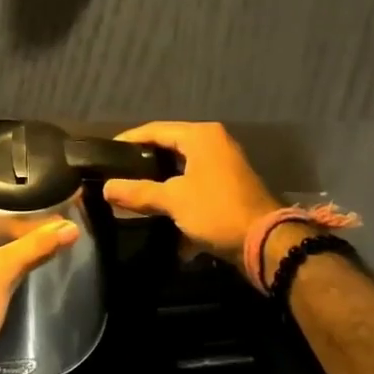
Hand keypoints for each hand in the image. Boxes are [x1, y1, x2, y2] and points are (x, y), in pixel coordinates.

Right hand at [99, 122, 280, 276]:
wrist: (267, 244)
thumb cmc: (217, 210)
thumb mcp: (173, 200)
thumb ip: (138, 191)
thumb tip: (106, 188)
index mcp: (200, 136)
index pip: (155, 130)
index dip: (128, 140)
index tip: (106, 152)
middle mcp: (214, 144)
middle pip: (168, 150)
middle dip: (143, 166)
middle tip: (117, 175)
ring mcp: (224, 168)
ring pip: (181, 173)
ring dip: (161, 188)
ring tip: (134, 199)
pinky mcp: (229, 191)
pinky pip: (195, 191)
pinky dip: (180, 205)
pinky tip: (165, 227)